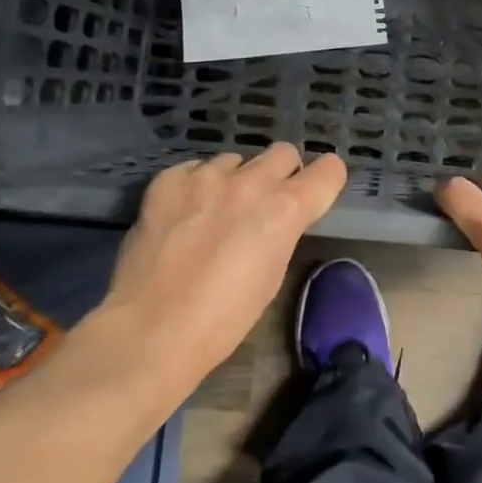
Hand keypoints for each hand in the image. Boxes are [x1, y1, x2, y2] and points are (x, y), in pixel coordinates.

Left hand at [98, 144, 346, 384]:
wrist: (152, 330)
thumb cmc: (223, 319)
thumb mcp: (272, 275)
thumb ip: (280, 232)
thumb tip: (273, 219)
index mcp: (286, 209)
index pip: (329, 170)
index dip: (324, 181)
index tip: (314, 194)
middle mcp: (252, 182)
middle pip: (283, 152)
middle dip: (280, 174)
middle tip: (263, 203)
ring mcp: (207, 176)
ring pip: (235, 160)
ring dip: (234, 181)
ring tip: (214, 213)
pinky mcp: (169, 180)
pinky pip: (193, 169)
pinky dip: (194, 187)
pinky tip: (182, 216)